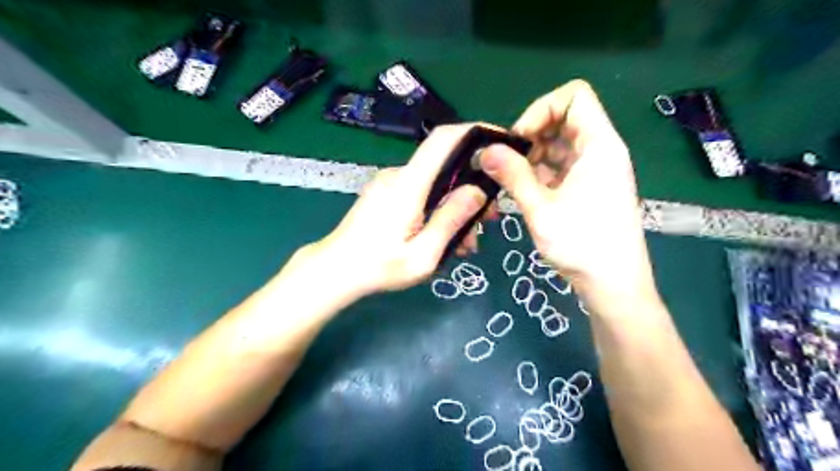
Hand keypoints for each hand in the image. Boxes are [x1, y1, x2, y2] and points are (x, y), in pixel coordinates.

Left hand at [313, 124, 485, 295]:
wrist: (335, 271)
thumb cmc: (378, 268)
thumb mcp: (423, 255)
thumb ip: (451, 220)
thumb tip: (478, 191)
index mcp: (408, 185)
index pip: (443, 139)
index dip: (473, 132)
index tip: (500, 142)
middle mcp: (399, 175)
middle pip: (445, 165)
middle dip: (471, 188)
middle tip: (486, 221)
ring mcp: (390, 183)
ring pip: (435, 183)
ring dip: (455, 206)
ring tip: (464, 243)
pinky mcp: (386, 193)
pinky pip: (421, 192)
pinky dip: (438, 209)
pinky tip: (442, 237)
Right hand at [483, 79, 659, 307]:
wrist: (614, 284)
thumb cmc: (582, 245)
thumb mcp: (541, 209)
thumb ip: (513, 175)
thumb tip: (485, 150)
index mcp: (599, 146)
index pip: (574, 96)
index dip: (542, 109)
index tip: (519, 139)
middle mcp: (602, 150)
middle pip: (565, 118)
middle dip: (533, 134)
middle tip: (510, 162)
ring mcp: (597, 170)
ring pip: (561, 144)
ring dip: (534, 155)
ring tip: (514, 180)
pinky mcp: (590, 187)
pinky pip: (563, 165)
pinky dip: (542, 171)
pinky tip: (527, 191)